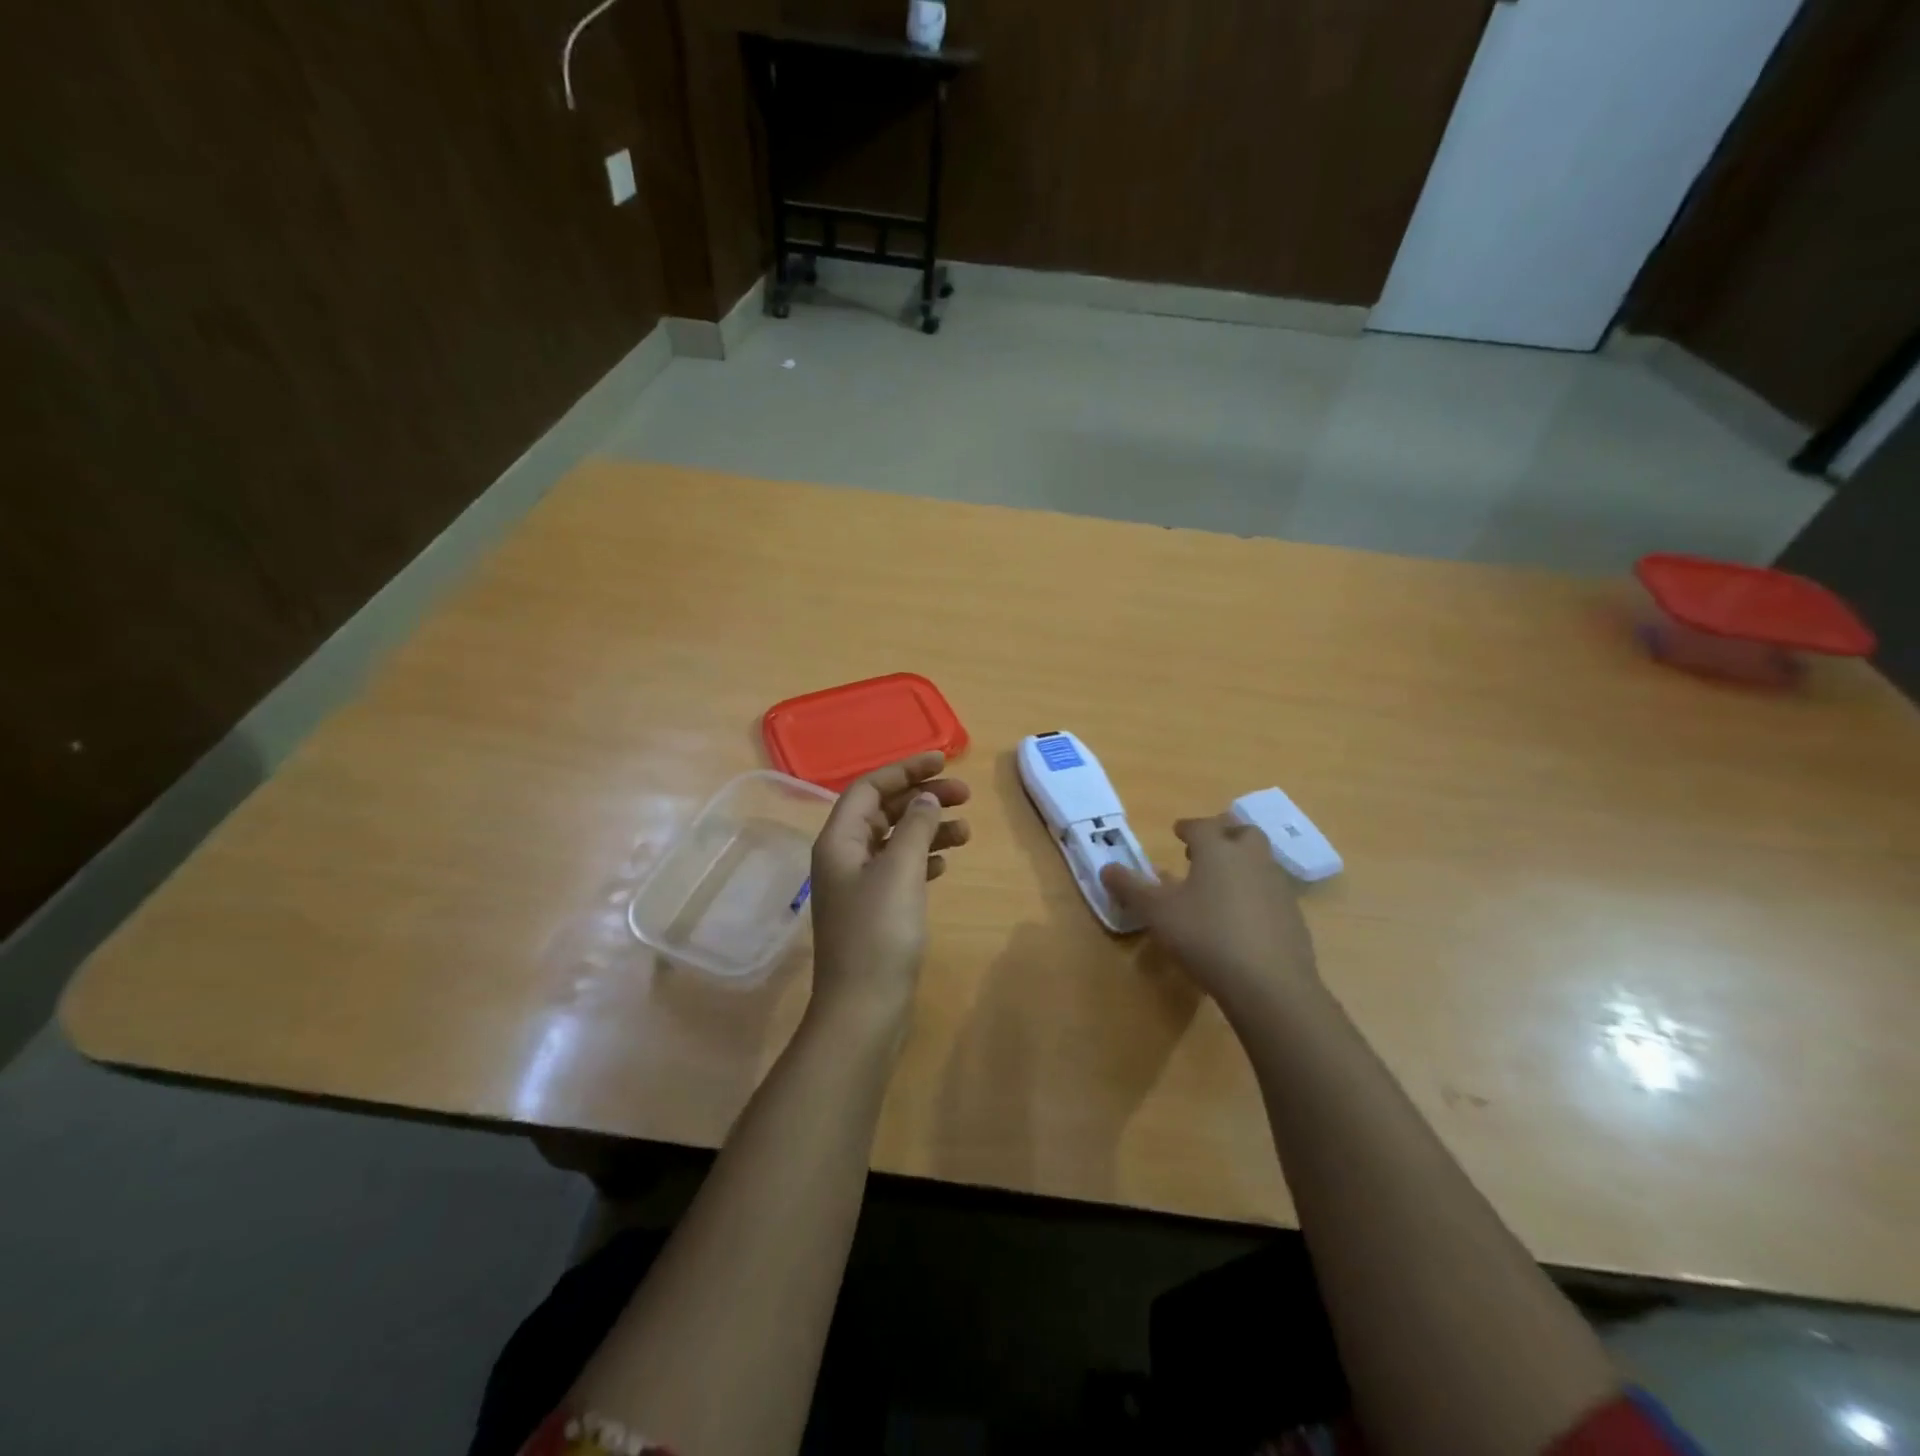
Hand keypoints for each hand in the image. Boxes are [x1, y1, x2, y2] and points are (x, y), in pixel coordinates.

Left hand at [806, 752, 970, 1045]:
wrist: (864, 1008)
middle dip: (922, 797)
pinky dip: (923, 858)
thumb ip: (915, 826)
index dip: (905, 769)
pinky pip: (900, 869)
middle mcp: (844, 857)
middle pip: (883, 811)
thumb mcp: (900, 871)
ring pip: (895, 840)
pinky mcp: (875, 910)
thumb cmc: (879, 933)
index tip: (944, 760)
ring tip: (966, 831)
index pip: (869, 788)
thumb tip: (926, 796)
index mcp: (839, 840)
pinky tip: (946, 863)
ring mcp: (858, 885)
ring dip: (928, 829)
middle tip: (965, 794)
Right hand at [1101, 814, 1319, 1024]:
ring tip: (1220, 883)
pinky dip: (1255, 892)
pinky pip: (1270, 891)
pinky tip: (1241, 916)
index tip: (1177, 831)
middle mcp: (1251, 859)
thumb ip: (1130, 888)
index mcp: (1218, 850)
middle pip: (1242, 832)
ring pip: (1260, 860)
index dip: (1187, 827)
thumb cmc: (1205, 936)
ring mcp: (1277, 886)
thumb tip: (1106, 868)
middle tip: (1204, 850)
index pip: (1202, 825)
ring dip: (1241, 863)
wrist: (1269, 984)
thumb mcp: (1157, 912)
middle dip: (1223, 835)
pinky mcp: (1293, 916)